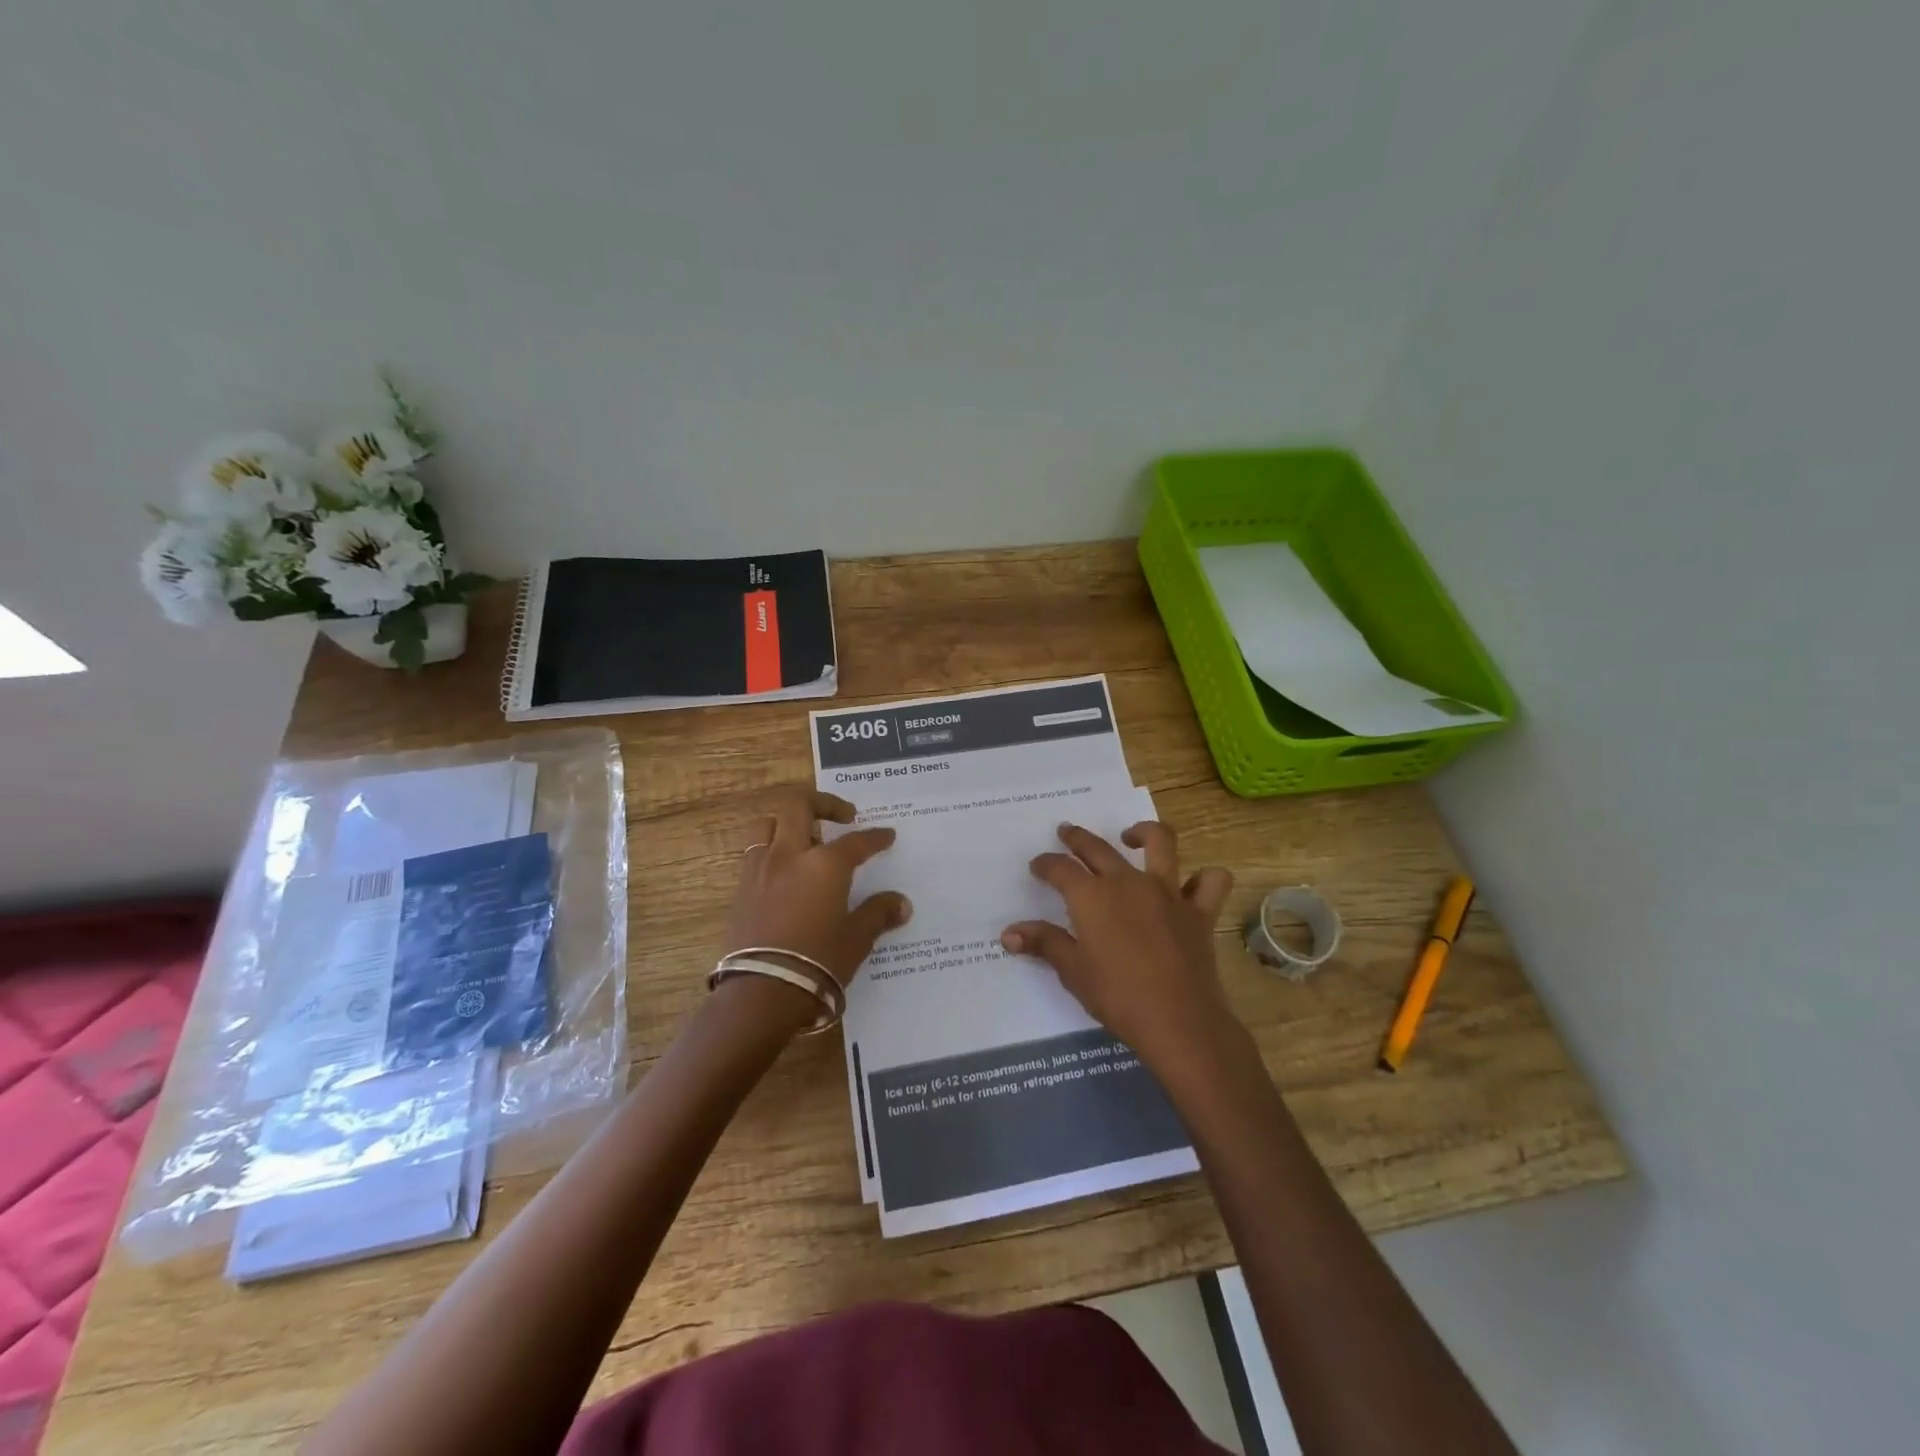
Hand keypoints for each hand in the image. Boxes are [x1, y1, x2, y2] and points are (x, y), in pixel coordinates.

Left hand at [721, 789, 910, 1016]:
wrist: (762, 992)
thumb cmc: (818, 962)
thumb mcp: (856, 939)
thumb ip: (878, 914)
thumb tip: (901, 904)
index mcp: (825, 864)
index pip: (856, 842)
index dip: (875, 837)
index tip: (886, 836)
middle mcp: (790, 855)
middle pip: (800, 807)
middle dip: (824, 803)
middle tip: (843, 816)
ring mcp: (760, 869)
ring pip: (768, 824)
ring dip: (788, 823)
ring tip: (805, 839)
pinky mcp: (741, 888)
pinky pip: (754, 852)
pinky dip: (772, 849)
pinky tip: (784, 871)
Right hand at [1001, 821, 1234, 1075]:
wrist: (1179, 1021)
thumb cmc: (1118, 997)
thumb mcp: (1073, 971)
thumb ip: (1044, 943)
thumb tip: (1009, 933)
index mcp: (1092, 896)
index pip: (1060, 869)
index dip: (1046, 864)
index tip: (1038, 866)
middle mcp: (1128, 882)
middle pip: (1098, 848)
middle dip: (1077, 838)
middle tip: (1067, 832)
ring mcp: (1168, 892)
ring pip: (1160, 843)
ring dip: (1143, 832)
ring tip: (1131, 835)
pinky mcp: (1199, 911)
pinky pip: (1211, 881)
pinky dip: (1204, 878)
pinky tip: (1192, 884)